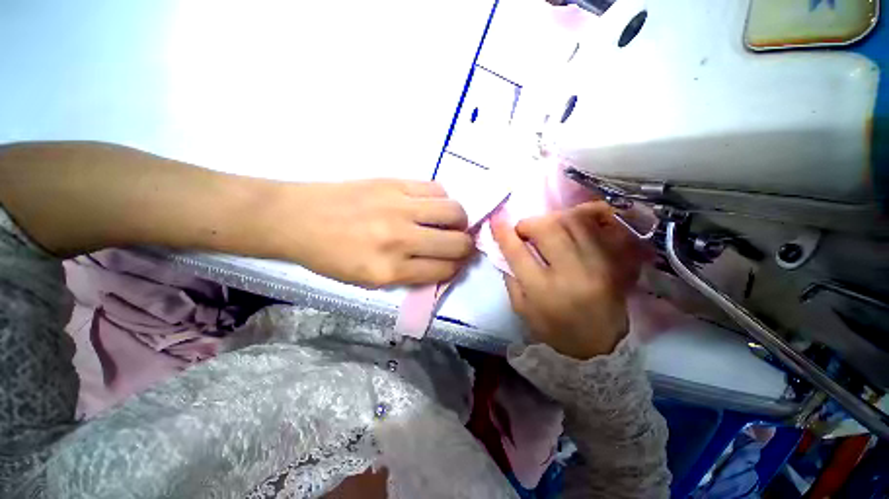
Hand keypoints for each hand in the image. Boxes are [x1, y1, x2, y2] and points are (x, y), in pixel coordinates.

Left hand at [277, 179, 473, 287]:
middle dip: (466, 247)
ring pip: (454, 211)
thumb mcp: (369, 280)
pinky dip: (442, 200)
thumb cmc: (331, 256)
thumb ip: (410, 274)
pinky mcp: (394, 183)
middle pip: (456, 242)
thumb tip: (442, 263)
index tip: (456, 263)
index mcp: (389, 270)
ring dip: (459, 220)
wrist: (298, 218)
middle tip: (460, 244)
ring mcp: (398, 207)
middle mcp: (399, 239)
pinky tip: (431, 205)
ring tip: (450, 223)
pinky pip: (436, 189)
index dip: (456, 268)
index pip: (443, 270)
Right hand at [492, 202, 644, 358]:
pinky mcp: (611, 259)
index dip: (502, 232)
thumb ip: (511, 277)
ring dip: (550, 220)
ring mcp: (596, 263)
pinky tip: (564, 226)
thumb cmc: (555, 329)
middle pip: (547, 228)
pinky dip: (574, 219)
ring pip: (570, 221)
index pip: (517, 252)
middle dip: (528, 223)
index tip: (495, 220)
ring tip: (543, 230)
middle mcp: (571, 272)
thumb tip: (504, 248)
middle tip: (523, 231)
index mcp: (544, 290)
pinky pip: (592, 226)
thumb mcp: (523, 310)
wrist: (602, 345)